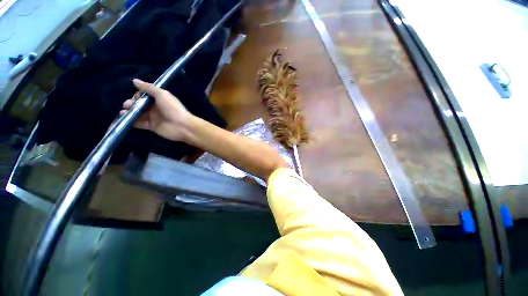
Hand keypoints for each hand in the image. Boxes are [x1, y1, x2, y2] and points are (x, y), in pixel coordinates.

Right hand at [121, 79, 191, 141]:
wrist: (182, 126)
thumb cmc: (173, 108)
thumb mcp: (162, 94)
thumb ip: (149, 88)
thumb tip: (135, 81)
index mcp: (160, 99)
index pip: (145, 95)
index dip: (138, 95)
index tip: (135, 96)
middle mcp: (156, 107)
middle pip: (140, 104)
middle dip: (132, 103)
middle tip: (127, 105)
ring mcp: (154, 117)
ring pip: (138, 113)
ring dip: (130, 112)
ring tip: (124, 112)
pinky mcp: (152, 126)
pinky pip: (140, 123)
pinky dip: (133, 121)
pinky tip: (127, 120)